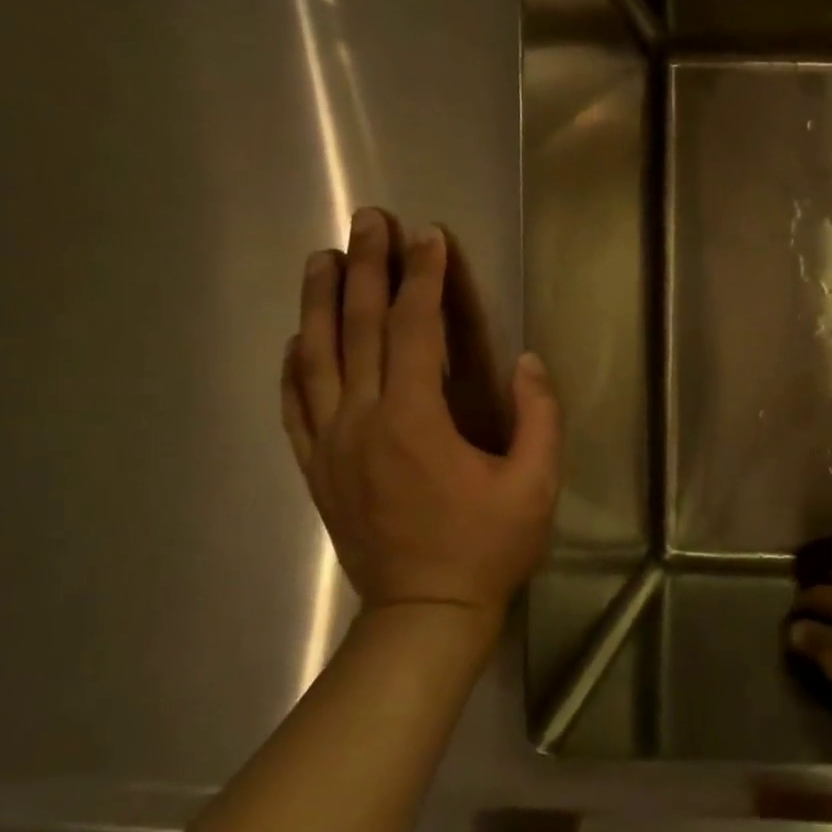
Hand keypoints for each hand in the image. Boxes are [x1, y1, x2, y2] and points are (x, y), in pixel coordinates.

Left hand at [280, 207, 561, 619]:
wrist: (425, 612)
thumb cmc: (488, 546)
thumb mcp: (536, 483)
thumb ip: (538, 416)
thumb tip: (527, 361)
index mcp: (416, 420)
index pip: (414, 329)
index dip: (423, 277)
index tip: (429, 235)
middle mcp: (362, 420)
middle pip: (357, 328)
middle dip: (366, 268)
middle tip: (369, 220)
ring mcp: (331, 444)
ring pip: (317, 357)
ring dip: (320, 302)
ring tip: (323, 257)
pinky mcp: (318, 467)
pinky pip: (295, 403)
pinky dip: (293, 363)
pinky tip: (296, 338)